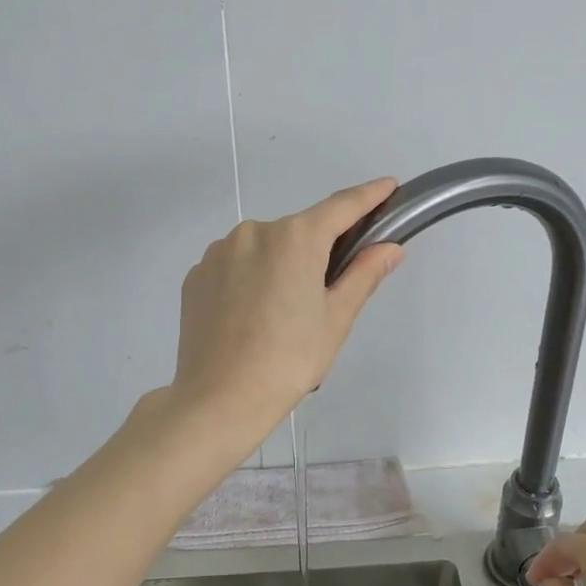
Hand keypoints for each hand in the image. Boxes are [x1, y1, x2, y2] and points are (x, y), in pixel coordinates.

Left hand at [171, 178, 404, 435]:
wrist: (219, 399)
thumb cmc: (289, 360)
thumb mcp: (336, 319)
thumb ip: (364, 275)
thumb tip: (390, 247)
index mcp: (294, 238)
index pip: (341, 206)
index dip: (369, 196)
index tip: (389, 186)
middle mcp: (254, 232)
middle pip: (298, 232)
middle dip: (317, 251)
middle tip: (324, 295)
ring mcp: (219, 252)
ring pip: (263, 249)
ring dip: (279, 266)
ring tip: (279, 316)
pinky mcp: (196, 274)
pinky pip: (234, 265)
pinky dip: (249, 279)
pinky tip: (249, 317)